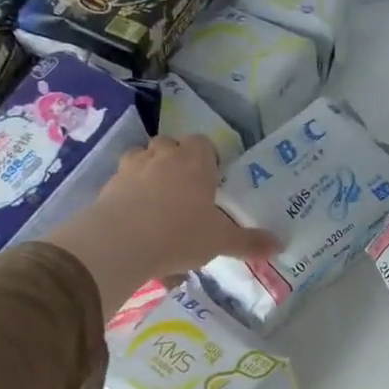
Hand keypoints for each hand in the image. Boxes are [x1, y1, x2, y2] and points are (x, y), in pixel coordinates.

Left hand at [47, 136, 278, 316]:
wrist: (120, 242)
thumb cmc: (180, 234)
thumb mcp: (220, 241)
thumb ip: (248, 242)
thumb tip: (279, 246)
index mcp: (195, 161)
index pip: (203, 143)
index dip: (207, 158)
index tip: (211, 180)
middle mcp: (163, 155)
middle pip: (170, 144)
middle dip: (176, 160)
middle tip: (185, 191)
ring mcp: (132, 167)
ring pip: (142, 156)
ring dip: (149, 170)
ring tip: (157, 200)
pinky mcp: (109, 185)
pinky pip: (122, 181)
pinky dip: (129, 192)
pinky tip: (135, 217)